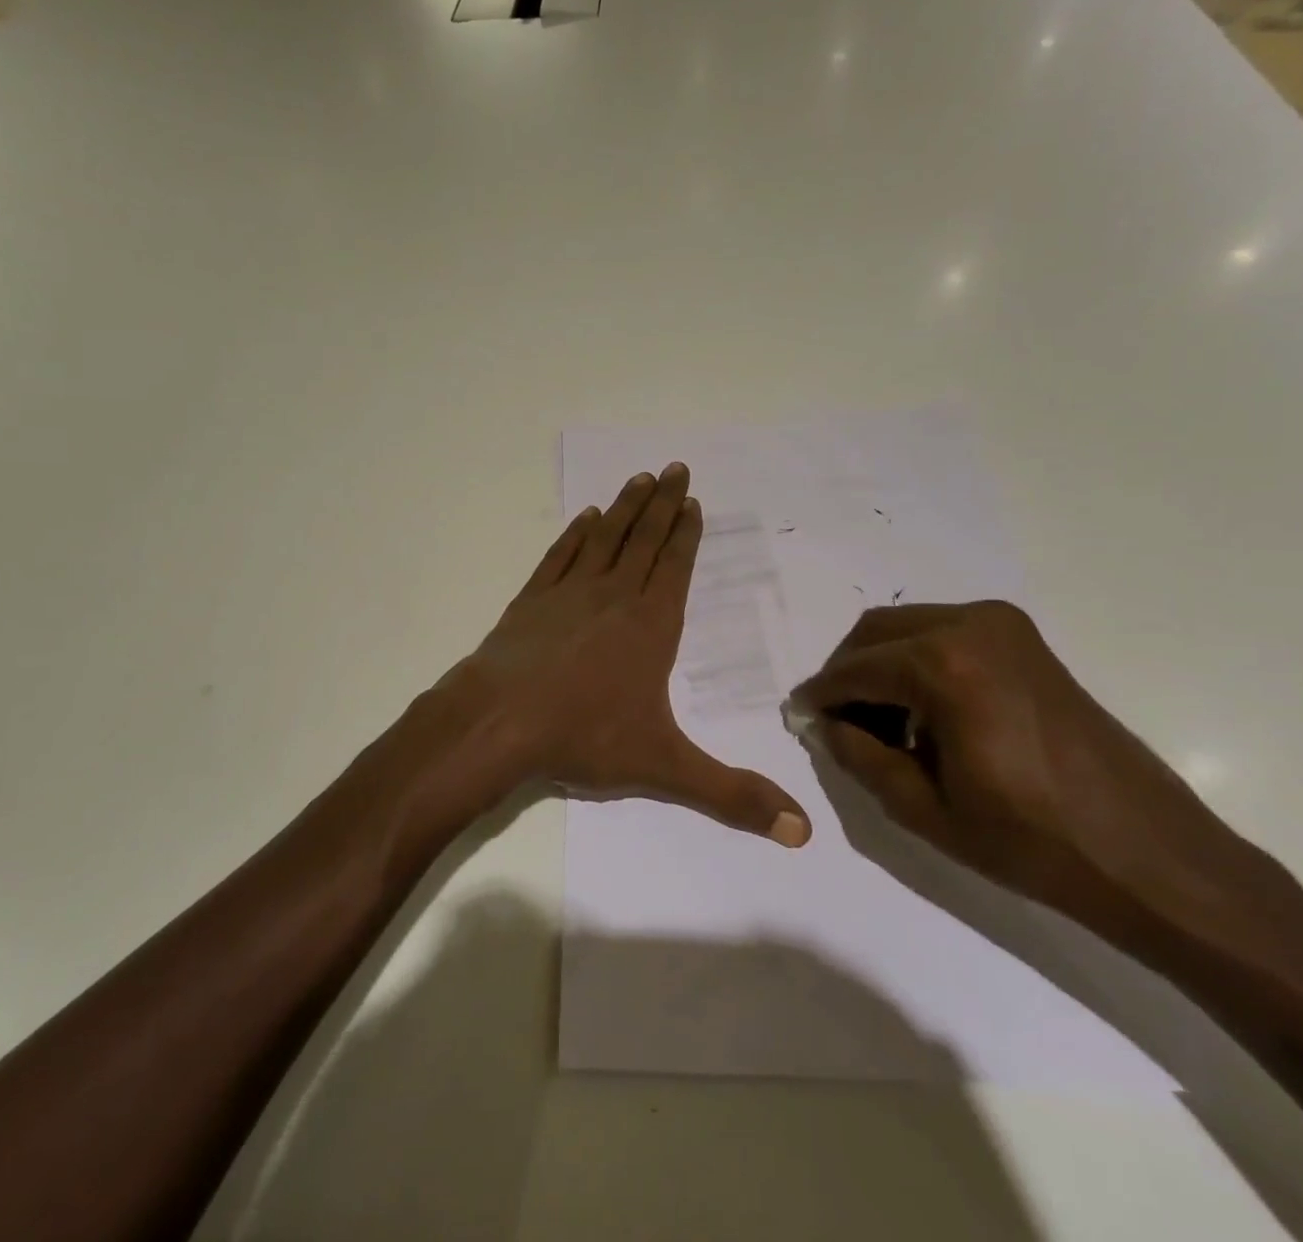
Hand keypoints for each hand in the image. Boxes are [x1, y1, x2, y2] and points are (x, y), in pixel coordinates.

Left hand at [426, 463, 810, 846]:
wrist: (498, 721)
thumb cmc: (584, 736)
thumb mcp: (665, 768)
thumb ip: (732, 796)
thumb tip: (803, 833)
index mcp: (651, 625)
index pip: (675, 566)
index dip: (687, 532)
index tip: (694, 500)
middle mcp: (614, 596)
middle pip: (645, 539)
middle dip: (663, 504)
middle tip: (676, 469)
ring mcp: (569, 592)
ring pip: (605, 538)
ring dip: (625, 508)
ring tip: (640, 479)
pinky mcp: (532, 599)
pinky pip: (561, 555)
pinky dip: (575, 534)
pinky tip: (584, 518)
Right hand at [785, 601, 1252, 938]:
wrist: (1150, 856)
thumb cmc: (1032, 841)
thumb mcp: (923, 808)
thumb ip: (858, 755)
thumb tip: (823, 723)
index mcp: (944, 664)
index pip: (854, 669)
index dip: (819, 695)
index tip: (799, 717)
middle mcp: (971, 625)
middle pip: (875, 633)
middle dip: (847, 673)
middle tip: (836, 720)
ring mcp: (1003, 626)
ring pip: (907, 628)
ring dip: (881, 666)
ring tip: (879, 722)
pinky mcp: (1024, 640)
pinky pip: (944, 633)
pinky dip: (917, 662)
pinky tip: (923, 712)